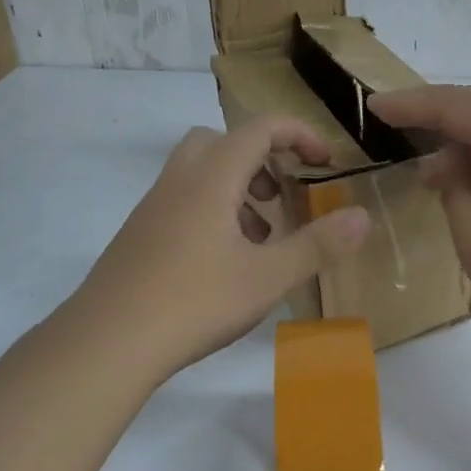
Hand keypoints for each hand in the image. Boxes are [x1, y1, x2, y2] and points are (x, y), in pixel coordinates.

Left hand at [73, 116, 371, 379]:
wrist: (107, 342)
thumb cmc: (195, 302)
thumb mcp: (268, 277)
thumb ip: (318, 244)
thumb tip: (363, 216)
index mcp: (212, 177)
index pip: (260, 129)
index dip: (298, 135)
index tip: (324, 161)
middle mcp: (179, 181)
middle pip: (221, 142)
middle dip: (259, 159)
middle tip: (279, 196)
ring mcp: (153, 208)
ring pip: (200, 174)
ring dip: (236, 190)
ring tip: (259, 239)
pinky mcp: (138, 235)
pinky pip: (182, 202)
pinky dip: (211, 212)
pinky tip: (223, 264)